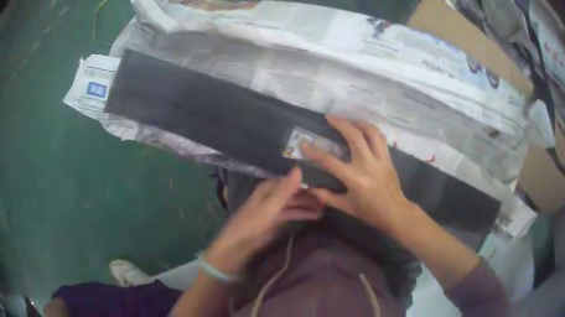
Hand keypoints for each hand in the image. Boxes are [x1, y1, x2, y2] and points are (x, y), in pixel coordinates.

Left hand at [206, 167, 321, 274]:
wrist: (239, 246)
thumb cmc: (252, 224)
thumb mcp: (270, 206)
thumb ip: (285, 189)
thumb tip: (299, 167)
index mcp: (269, 188)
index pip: (291, 180)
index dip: (307, 181)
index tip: (325, 181)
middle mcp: (273, 195)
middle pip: (295, 192)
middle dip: (310, 194)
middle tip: (329, 197)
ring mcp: (275, 208)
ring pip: (295, 203)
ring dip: (309, 205)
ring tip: (326, 207)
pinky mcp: (277, 220)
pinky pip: (293, 214)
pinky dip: (304, 214)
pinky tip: (316, 216)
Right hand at [301, 115, 417, 232]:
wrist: (395, 212)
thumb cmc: (370, 212)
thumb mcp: (347, 207)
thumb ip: (328, 197)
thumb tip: (311, 189)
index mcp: (354, 178)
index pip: (329, 161)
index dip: (314, 152)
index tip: (304, 144)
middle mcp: (367, 164)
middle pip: (354, 136)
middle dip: (340, 123)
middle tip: (329, 117)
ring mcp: (380, 159)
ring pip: (370, 132)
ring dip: (358, 122)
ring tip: (349, 120)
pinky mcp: (388, 158)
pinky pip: (380, 138)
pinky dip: (371, 129)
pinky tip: (365, 129)